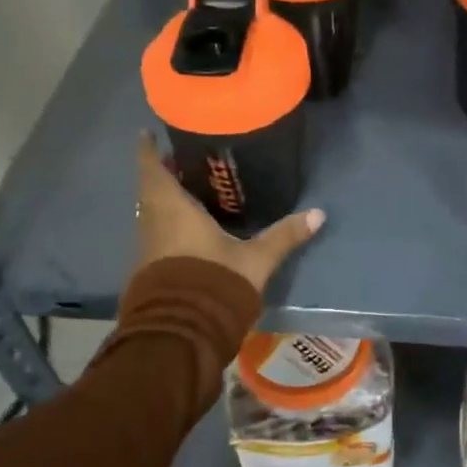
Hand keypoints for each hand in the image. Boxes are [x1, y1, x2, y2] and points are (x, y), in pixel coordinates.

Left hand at [134, 131, 324, 294]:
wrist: (182, 333)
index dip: (148, 150)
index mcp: (173, 209)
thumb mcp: (256, 259)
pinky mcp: (149, 270)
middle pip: (151, 190)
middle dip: (163, 174)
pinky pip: (155, 234)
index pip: (151, 170)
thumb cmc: (215, 282)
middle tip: (183, 161)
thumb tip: (319, 214)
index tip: (147, 133)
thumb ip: (284, 236)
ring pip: (151, 213)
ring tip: (188, 190)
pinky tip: (187, 227)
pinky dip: (166, 223)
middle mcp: (153, 223)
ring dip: (164, 200)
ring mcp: (147, 249)